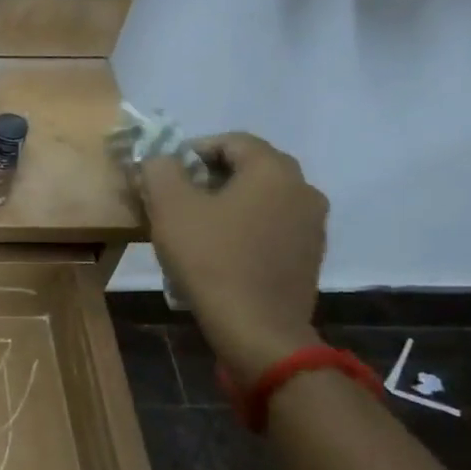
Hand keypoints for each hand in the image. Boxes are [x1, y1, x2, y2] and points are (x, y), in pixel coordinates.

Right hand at [138, 134, 328, 385]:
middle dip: (209, 179)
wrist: (256, 327)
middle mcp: (303, 188)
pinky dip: (245, 232)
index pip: (232, 141)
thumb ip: (160, 171)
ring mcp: (312, 225)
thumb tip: (158, 158)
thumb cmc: (211, 260)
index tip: (164, 173)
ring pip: (262, 201)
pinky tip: (220, 256)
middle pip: (250, 170)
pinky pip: (271, 230)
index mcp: (273, 169)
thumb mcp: (170, 208)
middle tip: (175, 201)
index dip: (192, 150)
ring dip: (228, 206)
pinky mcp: (309, 257)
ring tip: (195, 231)